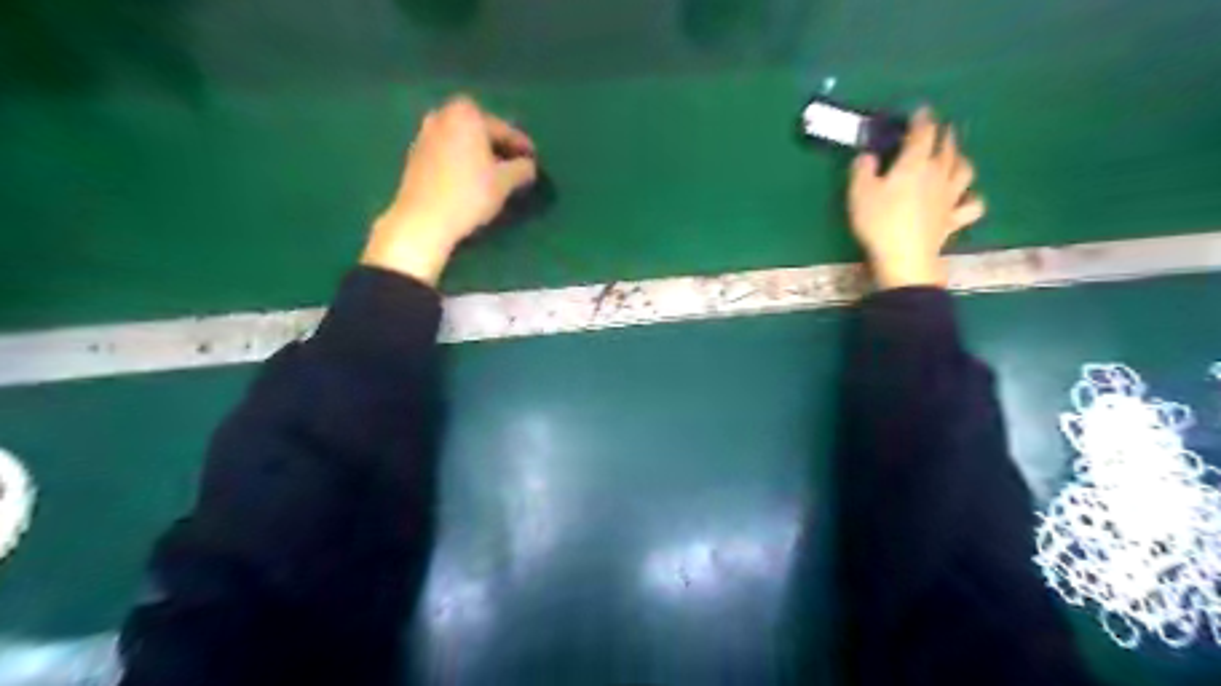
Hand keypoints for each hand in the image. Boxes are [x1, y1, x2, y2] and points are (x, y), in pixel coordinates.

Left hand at [358, 93, 535, 283]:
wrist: (423, 219)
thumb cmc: (468, 194)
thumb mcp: (505, 182)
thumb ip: (522, 169)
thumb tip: (529, 166)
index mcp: (466, 114)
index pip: (504, 130)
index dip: (522, 146)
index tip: (534, 160)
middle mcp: (443, 115)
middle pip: (481, 132)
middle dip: (499, 147)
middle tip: (516, 166)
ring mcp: (425, 134)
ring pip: (463, 142)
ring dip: (480, 154)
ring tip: (495, 175)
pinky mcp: (415, 155)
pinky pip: (449, 153)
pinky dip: (463, 161)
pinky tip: (472, 181)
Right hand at [846, 107, 985, 289]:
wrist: (904, 258)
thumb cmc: (879, 222)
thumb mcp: (859, 194)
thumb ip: (862, 170)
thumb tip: (867, 157)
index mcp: (915, 163)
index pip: (923, 132)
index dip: (922, 119)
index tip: (920, 111)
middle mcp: (938, 174)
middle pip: (947, 147)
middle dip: (944, 134)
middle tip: (939, 129)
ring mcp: (950, 197)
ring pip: (964, 170)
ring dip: (961, 159)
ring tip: (955, 158)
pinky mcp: (954, 219)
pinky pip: (972, 205)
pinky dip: (972, 198)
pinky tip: (966, 198)